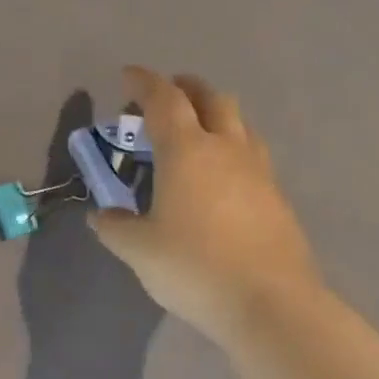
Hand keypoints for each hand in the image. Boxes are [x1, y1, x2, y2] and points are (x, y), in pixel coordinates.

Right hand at [89, 66, 322, 343]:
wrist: (269, 302)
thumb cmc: (193, 267)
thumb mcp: (139, 250)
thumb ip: (115, 227)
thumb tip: (101, 215)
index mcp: (186, 151)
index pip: (163, 99)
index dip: (143, 82)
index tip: (127, 75)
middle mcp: (226, 149)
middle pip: (211, 98)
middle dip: (186, 88)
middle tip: (165, 97)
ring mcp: (258, 171)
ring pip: (239, 123)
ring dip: (214, 115)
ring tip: (194, 133)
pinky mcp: (276, 197)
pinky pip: (251, 154)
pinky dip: (230, 148)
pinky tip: (220, 177)